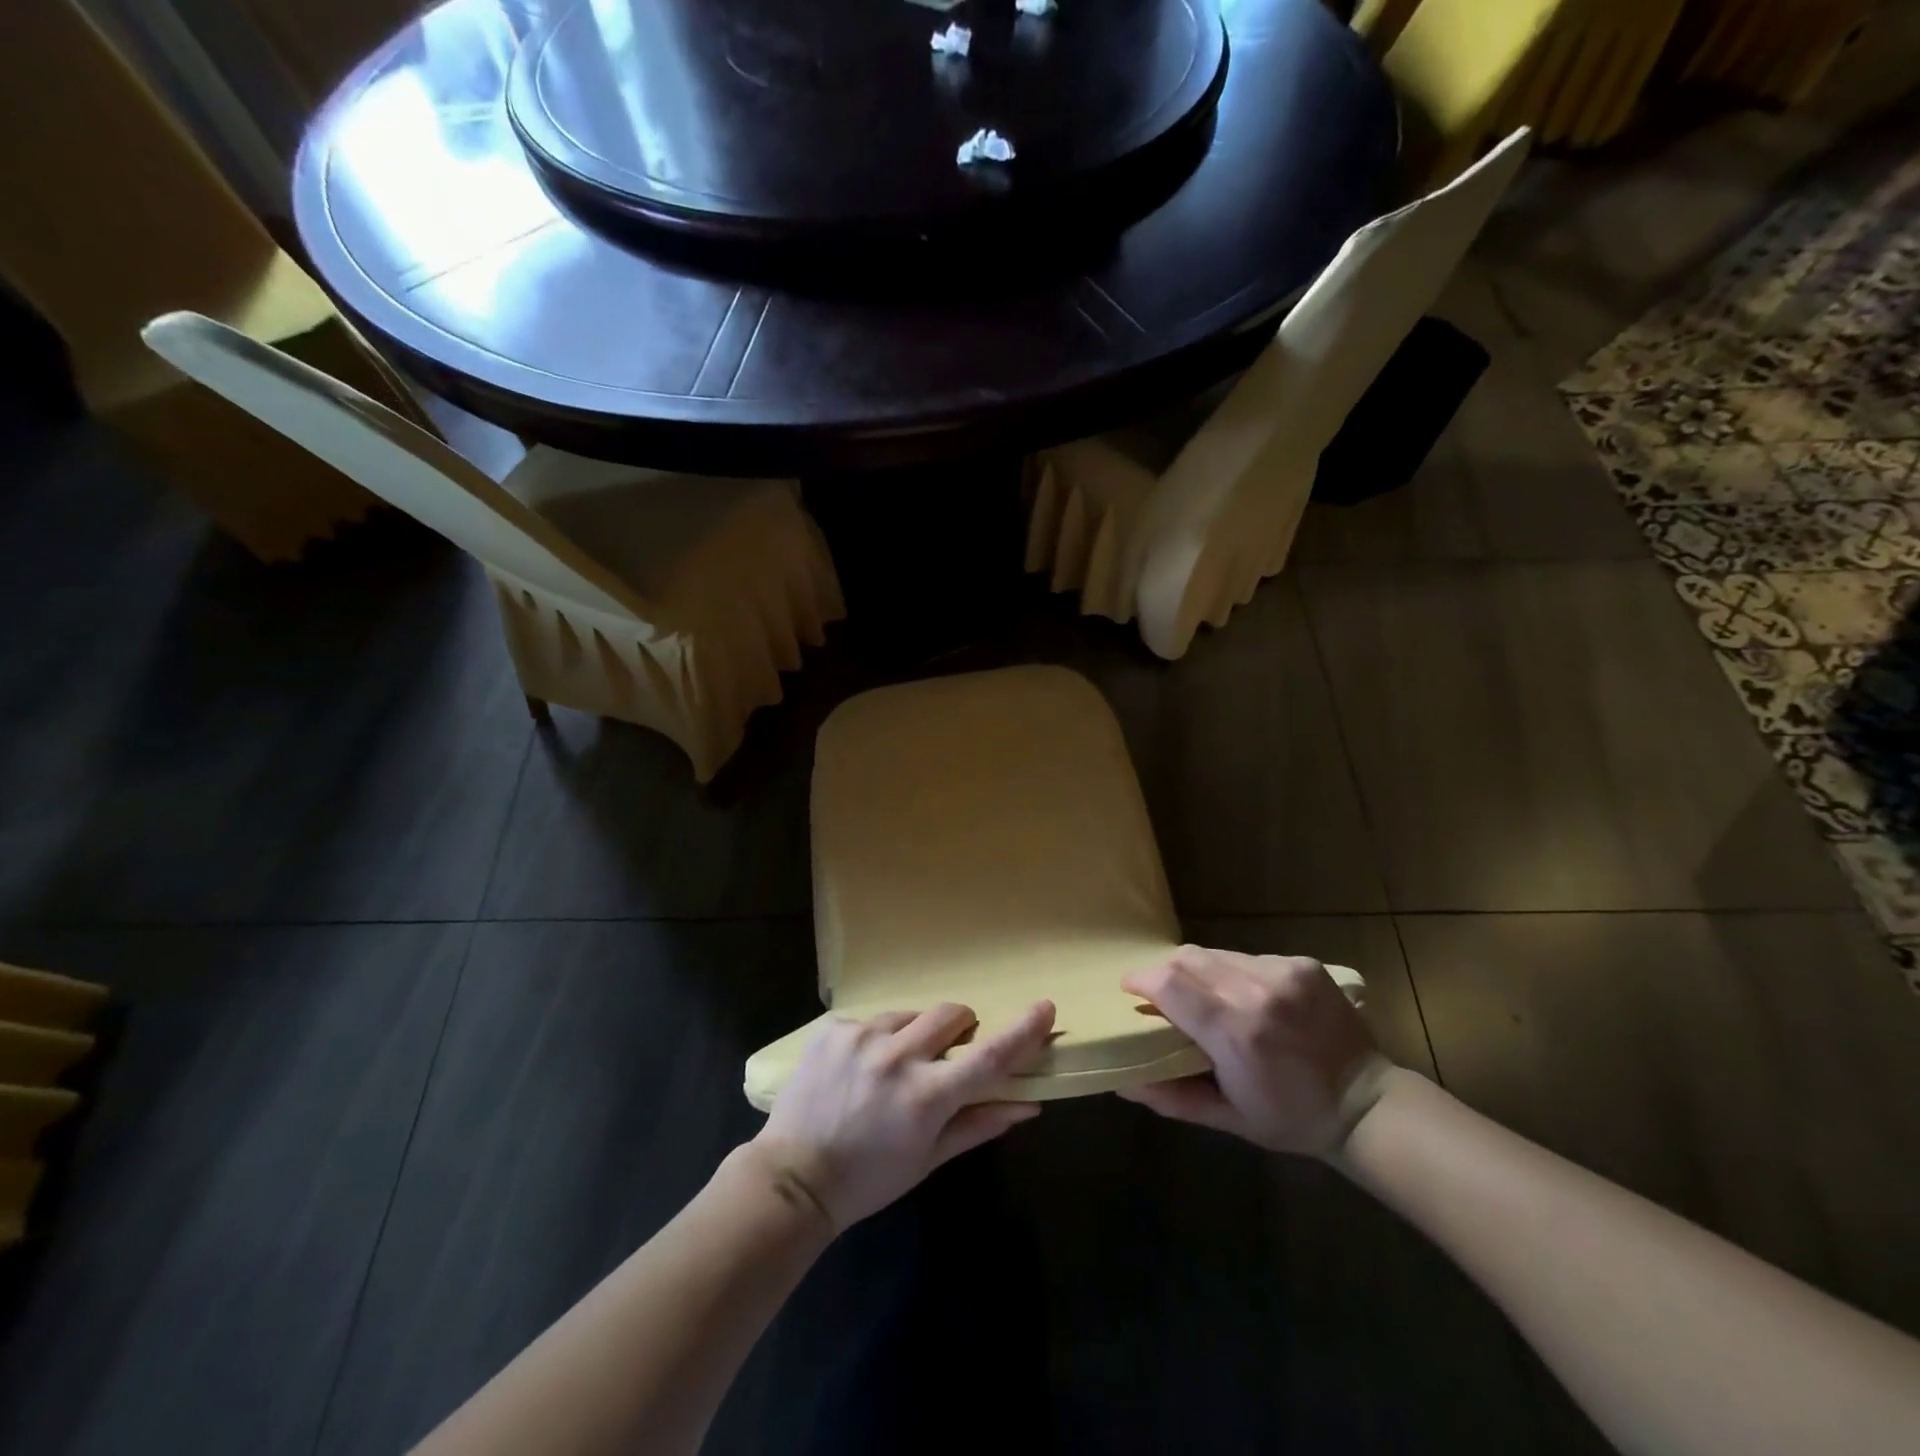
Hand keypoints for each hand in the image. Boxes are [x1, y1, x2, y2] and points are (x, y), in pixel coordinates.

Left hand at [751, 1001, 1055, 1231]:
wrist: (792, 1178)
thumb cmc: (869, 1179)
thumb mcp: (928, 1159)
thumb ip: (979, 1124)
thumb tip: (1028, 1104)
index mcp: (927, 1095)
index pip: (990, 1055)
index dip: (1024, 1030)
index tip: (1045, 1007)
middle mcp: (898, 1056)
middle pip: (952, 1013)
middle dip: (960, 1028)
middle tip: (946, 1056)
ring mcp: (862, 1037)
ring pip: (910, 1015)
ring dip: (913, 1035)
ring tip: (891, 1070)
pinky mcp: (834, 1029)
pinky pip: (871, 1021)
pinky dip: (876, 1040)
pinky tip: (857, 1070)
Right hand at [1119, 947, 1389, 1157]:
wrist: (1367, 1104)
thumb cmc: (1290, 1119)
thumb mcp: (1227, 1118)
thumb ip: (1171, 1097)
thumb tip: (1122, 1080)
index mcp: (1234, 1033)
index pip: (1169, 983)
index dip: (1141, 980)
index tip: (1130, 990)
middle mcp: (1256, 992)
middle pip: (1186, 958)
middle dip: (1165, 972)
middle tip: (1163, 995)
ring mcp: (1283, 973)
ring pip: (1216, 954)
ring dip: (1200, 972)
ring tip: (1207, 998)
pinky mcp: (1302, 964)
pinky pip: (1248, 957)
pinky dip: (1234, 973)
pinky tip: (1247, 998)